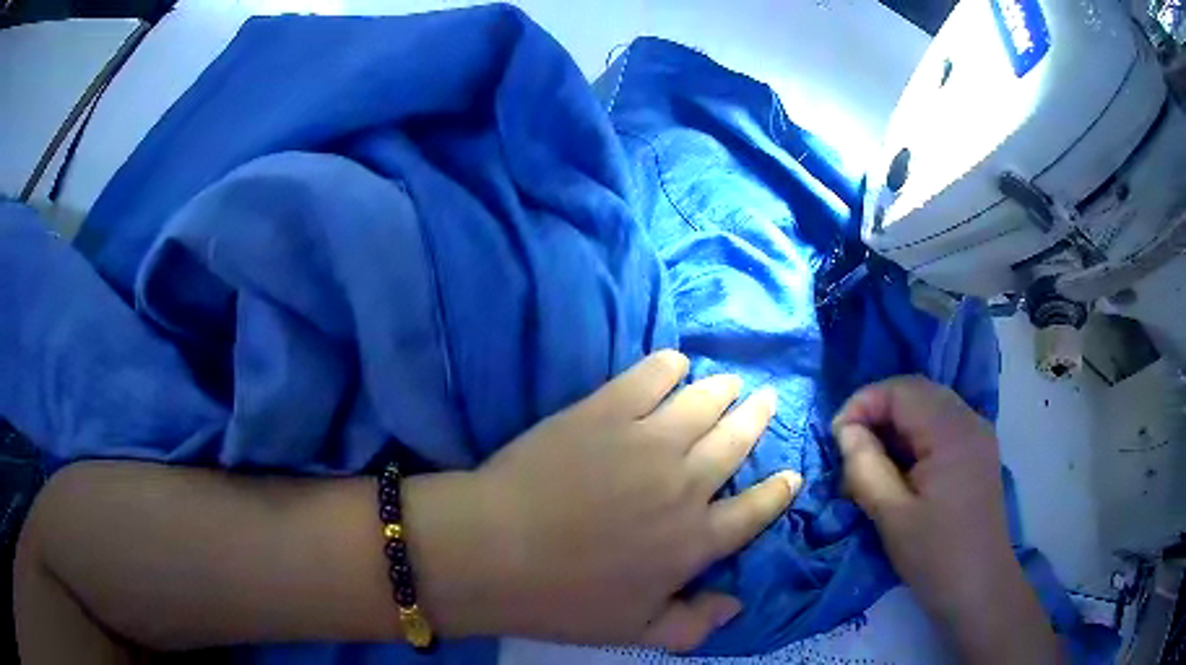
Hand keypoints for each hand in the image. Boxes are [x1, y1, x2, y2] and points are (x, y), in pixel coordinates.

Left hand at [415, 351, 799, 650]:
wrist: (493, 551)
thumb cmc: (562, 601)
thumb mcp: (635, 632)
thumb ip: (692, 626)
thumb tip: (734, 606)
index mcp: (695, 541)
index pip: (756, 511)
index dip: (779, 492)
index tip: (791, 475)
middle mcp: (686, 485)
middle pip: (737, 442)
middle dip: (757, 419)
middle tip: (763, 400)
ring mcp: (648, 441)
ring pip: (705, 403)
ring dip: (724, 390)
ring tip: (730, 382)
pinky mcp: (606, 410)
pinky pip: (652, 376)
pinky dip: (670, 366)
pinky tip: (676, 364)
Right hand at [832, 377, 1059, 663]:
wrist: (979, 589)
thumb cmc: (935, 555)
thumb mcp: (891, 515)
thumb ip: (865, 466)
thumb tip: (846, 432)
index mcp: (952, 431)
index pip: (901, 390)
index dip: (863, 404)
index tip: (836, 439)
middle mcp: (970, 420)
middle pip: (916, 392)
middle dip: (877, 412)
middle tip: (850, 449)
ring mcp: (978, 435)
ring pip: (928, 408)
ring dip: (895, 426)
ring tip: (871, 462)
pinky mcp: (978, 453)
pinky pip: (941, 427)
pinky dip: (914, 438)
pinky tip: (901, 470)